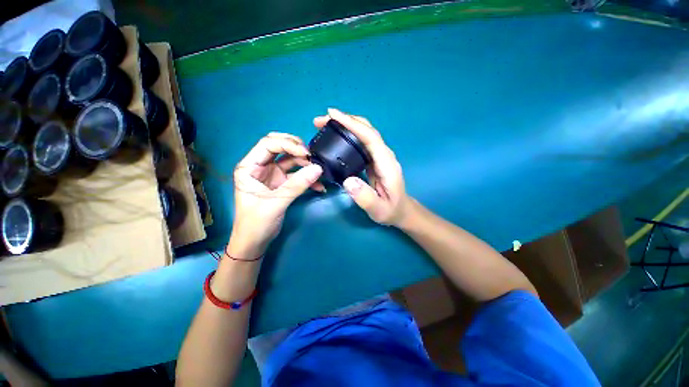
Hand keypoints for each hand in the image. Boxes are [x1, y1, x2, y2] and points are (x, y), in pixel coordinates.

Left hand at [229, 133, 322, 258]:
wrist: (256, 242)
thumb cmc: (256, 222)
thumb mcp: (276, 202)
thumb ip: (298, 185)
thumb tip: (319, 169)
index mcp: (250, 166)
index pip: (268, 144)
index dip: (288, 144)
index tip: (306, 153)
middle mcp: (261, 166)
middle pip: (279, 147)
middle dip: (297, 149)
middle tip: (312, 156)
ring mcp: (273, 174)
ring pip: (291, 160)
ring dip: (305, 164)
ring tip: (318, 171)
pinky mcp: (282, 183)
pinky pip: (297, 175)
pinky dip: (308, 178)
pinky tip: (318, 186)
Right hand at [314, 108, 409, 225]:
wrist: (400, 210)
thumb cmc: (390, 210)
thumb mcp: (378, 209)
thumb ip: (365, 197)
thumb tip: (348, 180)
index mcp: (386, 163)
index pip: (370, 137)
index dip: (352, 124)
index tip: (332, 115)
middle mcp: (383, 154)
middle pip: (367, 129)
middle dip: (345, 120)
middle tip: (321, 120)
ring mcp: (379, 156)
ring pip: (363, 133)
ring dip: (345, 125)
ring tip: (325, 124)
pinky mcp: (373, 159)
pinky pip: (361, 142)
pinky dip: (348, 134)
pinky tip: (336, 137)